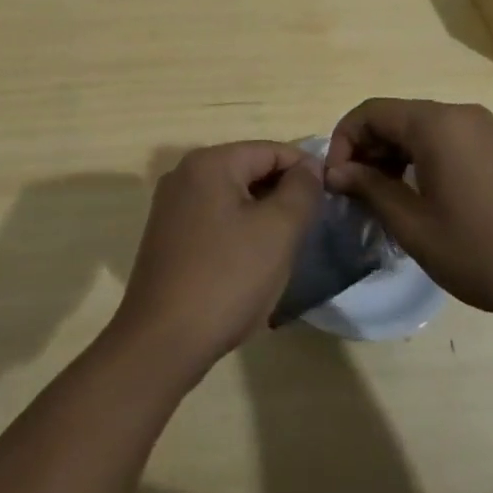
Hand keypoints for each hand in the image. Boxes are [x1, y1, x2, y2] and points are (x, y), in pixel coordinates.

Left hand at [108, 141, 321, 381]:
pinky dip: (239, 230)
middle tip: (310, 227)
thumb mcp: (278, 231)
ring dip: (262, 214)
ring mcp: (171, 206)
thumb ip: (301, 190)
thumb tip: (309, 167)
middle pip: (249, 169)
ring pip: (232, 196)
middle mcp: (184, 174)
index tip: (330, 199)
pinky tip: (252, 261)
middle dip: (283, 193)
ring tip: (286, 246)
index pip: (271, 150)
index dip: (305, 170)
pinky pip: (214, 218)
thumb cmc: (226, 279)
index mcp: (209, 163)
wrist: (162, 342)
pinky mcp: (167, 236)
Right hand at [325, 98, 492, 327]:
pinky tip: (421, 196)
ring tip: (384, 199)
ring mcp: (485, 128)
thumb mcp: (414, 226)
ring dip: (393, 155)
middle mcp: (460, 114)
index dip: (343, 141)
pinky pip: (447, 139)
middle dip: (367, 149)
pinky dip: (422, 158)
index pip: (371, 112)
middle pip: (396, 117)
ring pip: (421, 129)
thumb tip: (337, 171)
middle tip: (356, 194)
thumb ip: (370, 189)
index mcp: (436, 124)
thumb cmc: (483, 252)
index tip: (336, 181)